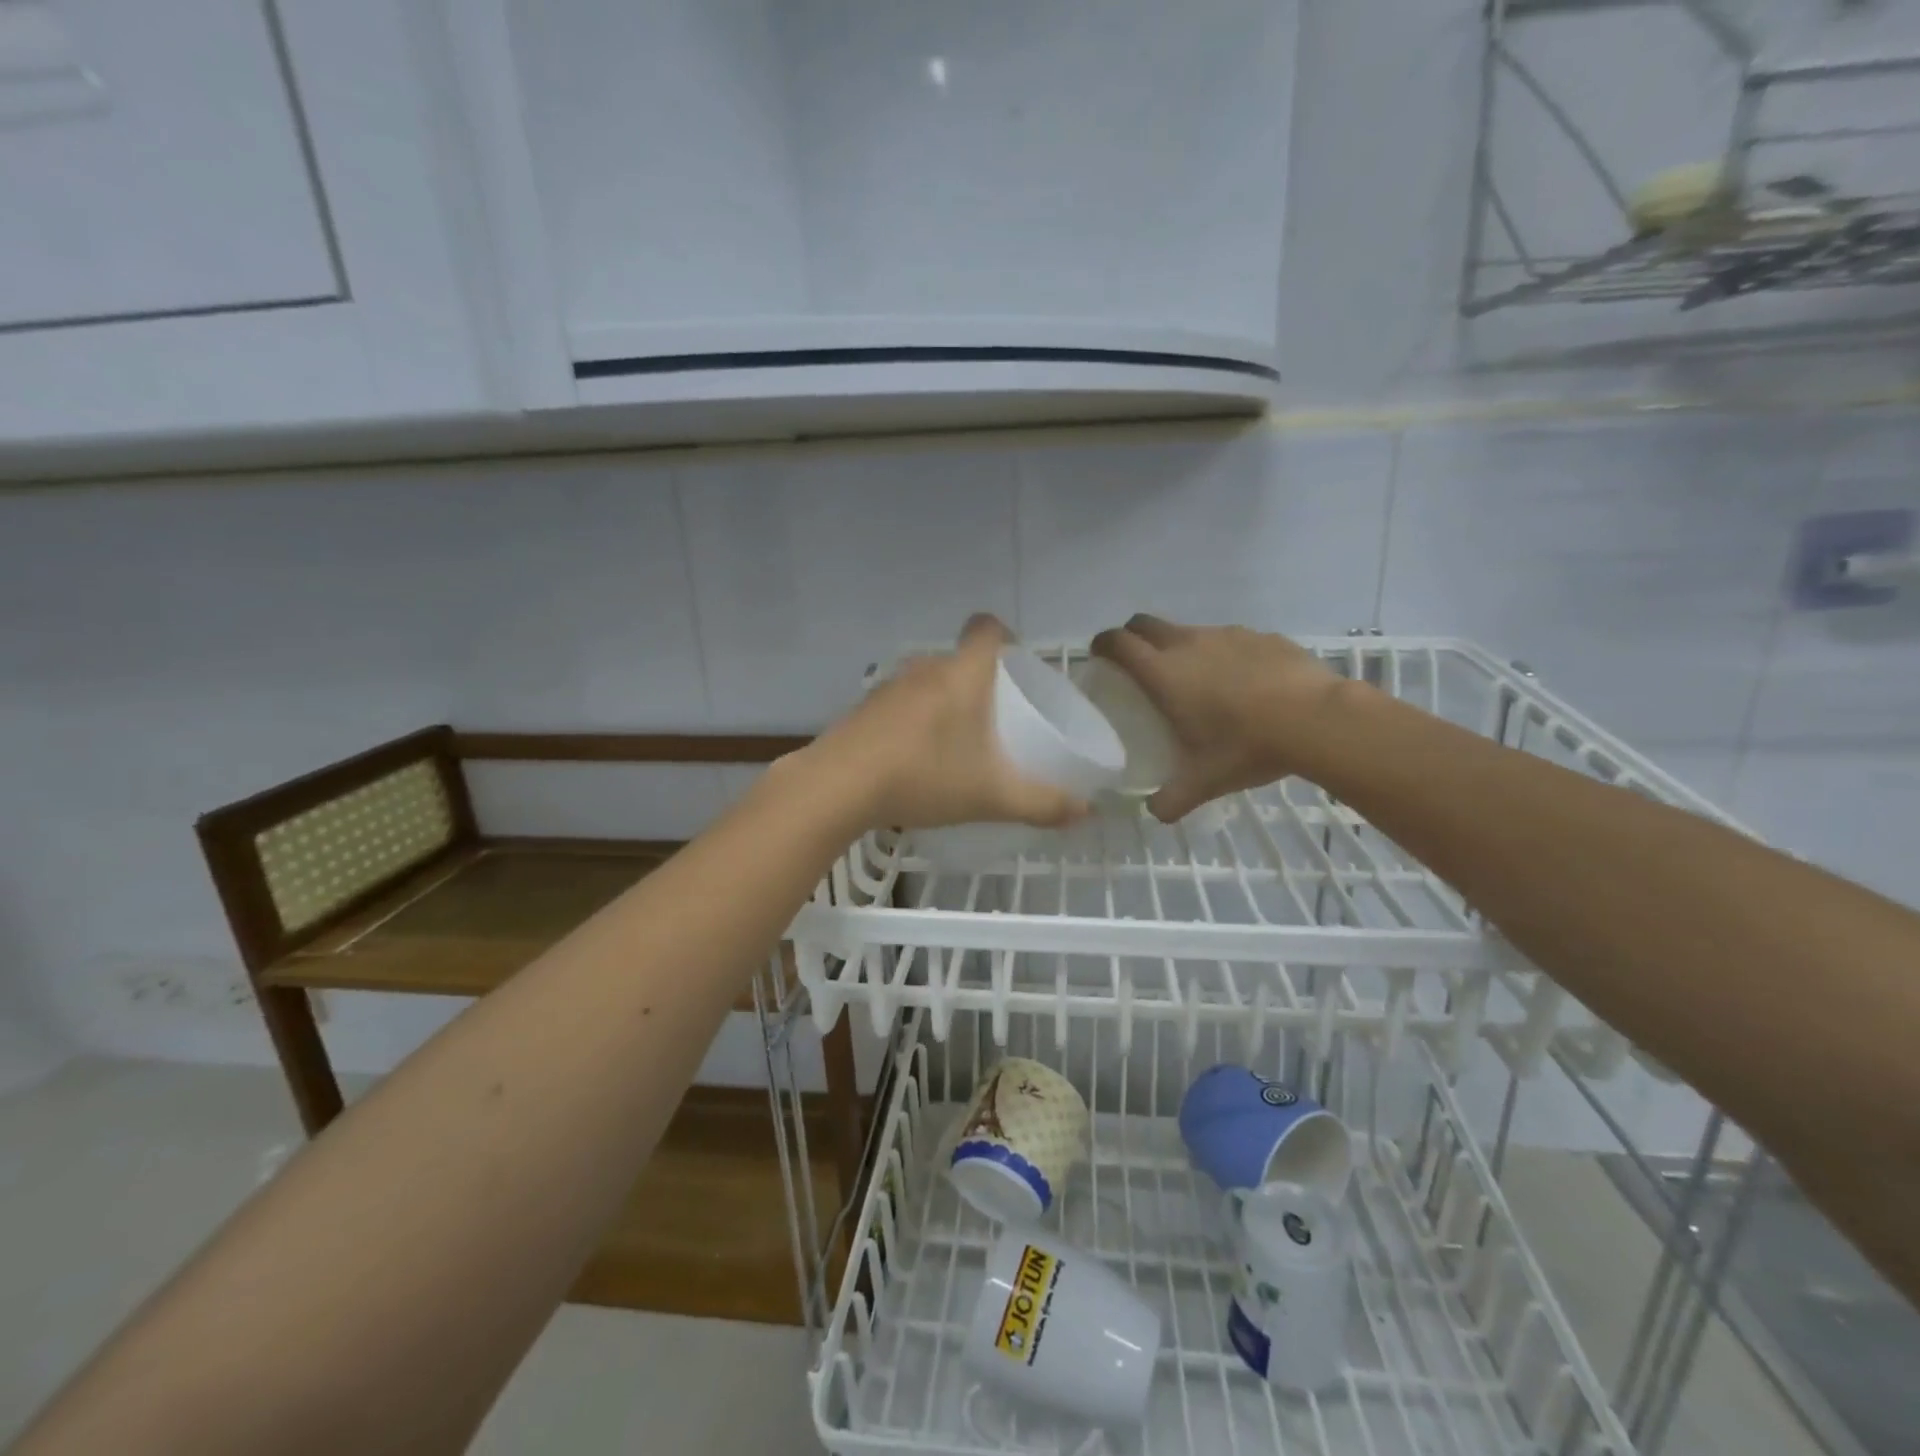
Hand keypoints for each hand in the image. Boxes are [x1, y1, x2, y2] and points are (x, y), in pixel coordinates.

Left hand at [810, 614, 1091, 831]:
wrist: (838, 787)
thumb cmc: (925, 776)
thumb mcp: (992, 796)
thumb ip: (1042, 803)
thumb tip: (1085, 813)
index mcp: (963, 674)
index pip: (988, 628)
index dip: (1006, 637)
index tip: (1016, 668)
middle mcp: (925, 669)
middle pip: (960, 660)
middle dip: (981, 683)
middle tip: (996, 720)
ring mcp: (888, 687)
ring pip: (928, 683)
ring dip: (944, 704)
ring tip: (956, 744)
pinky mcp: (863, 709)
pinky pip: (901, 704)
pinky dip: (914, 722)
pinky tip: (914, 760)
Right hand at [1089, 614, 1346, 821]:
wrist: (1317, 719)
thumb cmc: (1246, 746)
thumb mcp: (1204, 781)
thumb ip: (1172, 799)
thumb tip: (1155, 813)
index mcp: (1164, 673)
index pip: (1119, 642)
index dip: (1103, 644)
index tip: (1100, 656)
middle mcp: (1189, 644)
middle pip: (1146, 624)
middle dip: (1133, 637)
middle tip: (1137, 664)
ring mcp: (1227, 635)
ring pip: (1189, 631)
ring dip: (1180, 647)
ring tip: (1196, 681)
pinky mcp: (1262, 636)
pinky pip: (1230, 639)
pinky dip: (1224, 654)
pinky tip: (1243, 683)